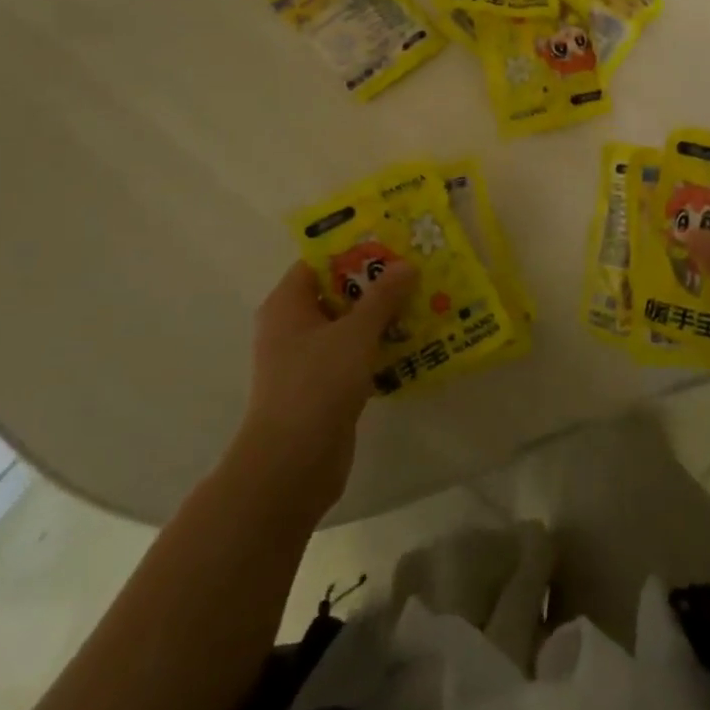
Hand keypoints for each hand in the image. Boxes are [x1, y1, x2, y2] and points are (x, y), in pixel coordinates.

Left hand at [225, 258, 416, 521]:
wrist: (292, 465)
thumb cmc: (317, 384)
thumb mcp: (356, 333)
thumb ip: (382, 297)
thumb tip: (405, 265)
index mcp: (287, 304)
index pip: (318, 263)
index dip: (353, 251)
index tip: (391, 244)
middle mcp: (292, 327)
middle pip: (336, 293)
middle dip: (375, 284)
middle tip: (415, 271)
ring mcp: (305, 360)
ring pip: (347, 326)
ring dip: (380, 317)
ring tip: (422, 302)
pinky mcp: (322, 388)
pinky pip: (352, 356)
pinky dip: (377, 348)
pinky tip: (411, 344)